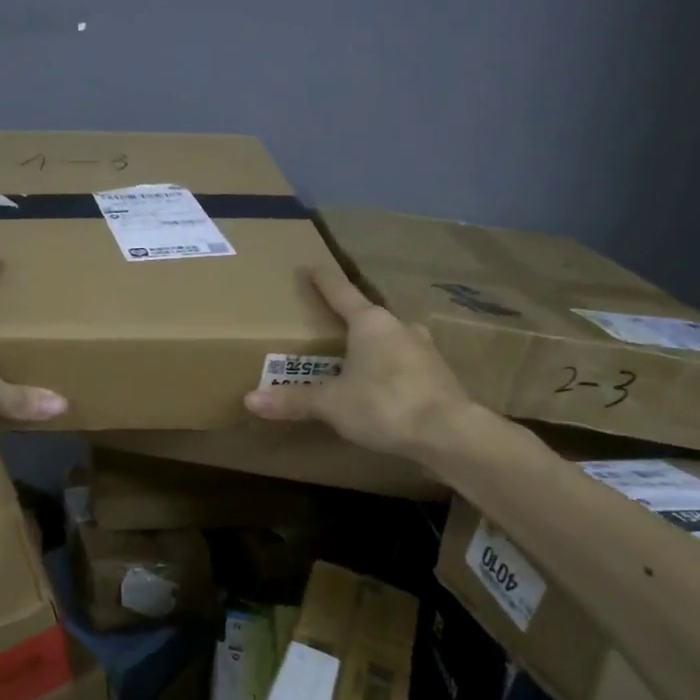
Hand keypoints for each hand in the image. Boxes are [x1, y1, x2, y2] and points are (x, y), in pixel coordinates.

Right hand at [243, 266, 477, 458]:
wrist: (450, 433)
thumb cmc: (384, 404)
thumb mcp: (331, 404)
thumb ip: (293, 400)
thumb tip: (249, 400)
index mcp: (371, 323)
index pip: (341, 293)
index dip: (323, 281)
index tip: (311, 266)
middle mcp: (400, 327)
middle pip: (369, 317)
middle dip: (351, 321)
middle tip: (332, 327)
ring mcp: (425, 350)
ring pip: (392, 340)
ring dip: (375, 347)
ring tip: (357, 360)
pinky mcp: (440, 375)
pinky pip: (407, 364)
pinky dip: (391, 370)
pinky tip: (383, 387)